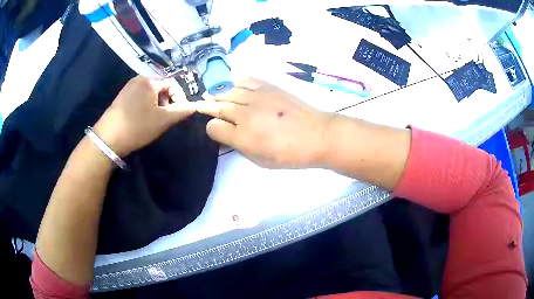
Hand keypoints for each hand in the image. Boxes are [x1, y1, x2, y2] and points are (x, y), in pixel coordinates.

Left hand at [93, 76, 194, 156]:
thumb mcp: (163, 120)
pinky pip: (140, 97)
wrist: (108, 138)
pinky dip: (146, 106)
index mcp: (149, 80)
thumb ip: (181, 111)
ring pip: (151, 93)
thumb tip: (195, 106)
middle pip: (161, 87)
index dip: (180, 97)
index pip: (173, 83)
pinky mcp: (122, 97)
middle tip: (166, 118)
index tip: (179, 113)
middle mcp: (139, 79)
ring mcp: (129, 87)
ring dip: (157, 105)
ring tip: (155, 120)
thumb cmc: (137, 126)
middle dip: (167, 102)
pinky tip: (143, 119)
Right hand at [196, 78, 334, 167]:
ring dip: (220, 95)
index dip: (211, 128)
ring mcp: (257, 97)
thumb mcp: (261, 160)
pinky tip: (236, 86)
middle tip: (202, 105)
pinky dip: (237, 83)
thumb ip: (240, 146)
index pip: (214, 127)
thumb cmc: (290, 154)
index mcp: (243, 136)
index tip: (215, 128)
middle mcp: (245, 114)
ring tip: (218, 97)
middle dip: (208, 106)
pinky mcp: (269, 87)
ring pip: (229, 91)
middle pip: (219, 106)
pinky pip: (246, 80)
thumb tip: (227, 133)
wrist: (317, 135)